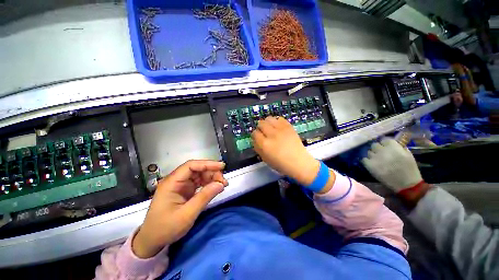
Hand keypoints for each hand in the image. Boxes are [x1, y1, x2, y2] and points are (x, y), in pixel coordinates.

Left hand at [132, 160, 227, 258]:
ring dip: (212, 178)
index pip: (191, 166)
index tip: (221, 166)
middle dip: (212, 172)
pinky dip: (209, 184)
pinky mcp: (185, 190)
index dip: (207, 164)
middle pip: (197, 169)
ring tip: (222, 185)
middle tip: (223, 182)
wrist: (152, 241)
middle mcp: (176, 180)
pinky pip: (199, 182)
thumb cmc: (165, 228)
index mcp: (172, 182)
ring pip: (200, 175)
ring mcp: (181, 185)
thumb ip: (204, 197)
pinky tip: (216, 188)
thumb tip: (220, 184)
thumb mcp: (186, 215)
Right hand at [251, 117, 320, 185]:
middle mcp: (272, 134)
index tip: (258, 138)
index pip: (255, 133)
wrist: (298, 162)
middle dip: (260, 127)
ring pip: (269, 118)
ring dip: (267, 123)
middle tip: (264, 133)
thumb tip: (254, 139)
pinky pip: (280, 118)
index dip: (255, 135)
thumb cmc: (280, 164)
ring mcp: (281, 129)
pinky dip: (277, 121)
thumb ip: (257, 148)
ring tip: (270, 128)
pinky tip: (279, 127)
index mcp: (264, 144)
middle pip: (261, 123)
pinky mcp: (289, 127)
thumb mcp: (265, 159)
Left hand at [361, 138, 422, 191]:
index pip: (384, 140)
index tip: (386, 146)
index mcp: (393, 147)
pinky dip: (367, 161)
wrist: (406, 184)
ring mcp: (375, 157)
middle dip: (377, 148)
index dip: (385, 143)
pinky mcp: (369, 165)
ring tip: (377, 159)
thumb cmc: (410, 169)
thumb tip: (392, 143)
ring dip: (372, 154)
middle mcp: (382, 150)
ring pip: (369, 152)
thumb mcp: (408, 155)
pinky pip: (364, 159)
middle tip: (381, 153)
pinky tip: (371, 164)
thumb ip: (399, 147)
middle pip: (375, 145)